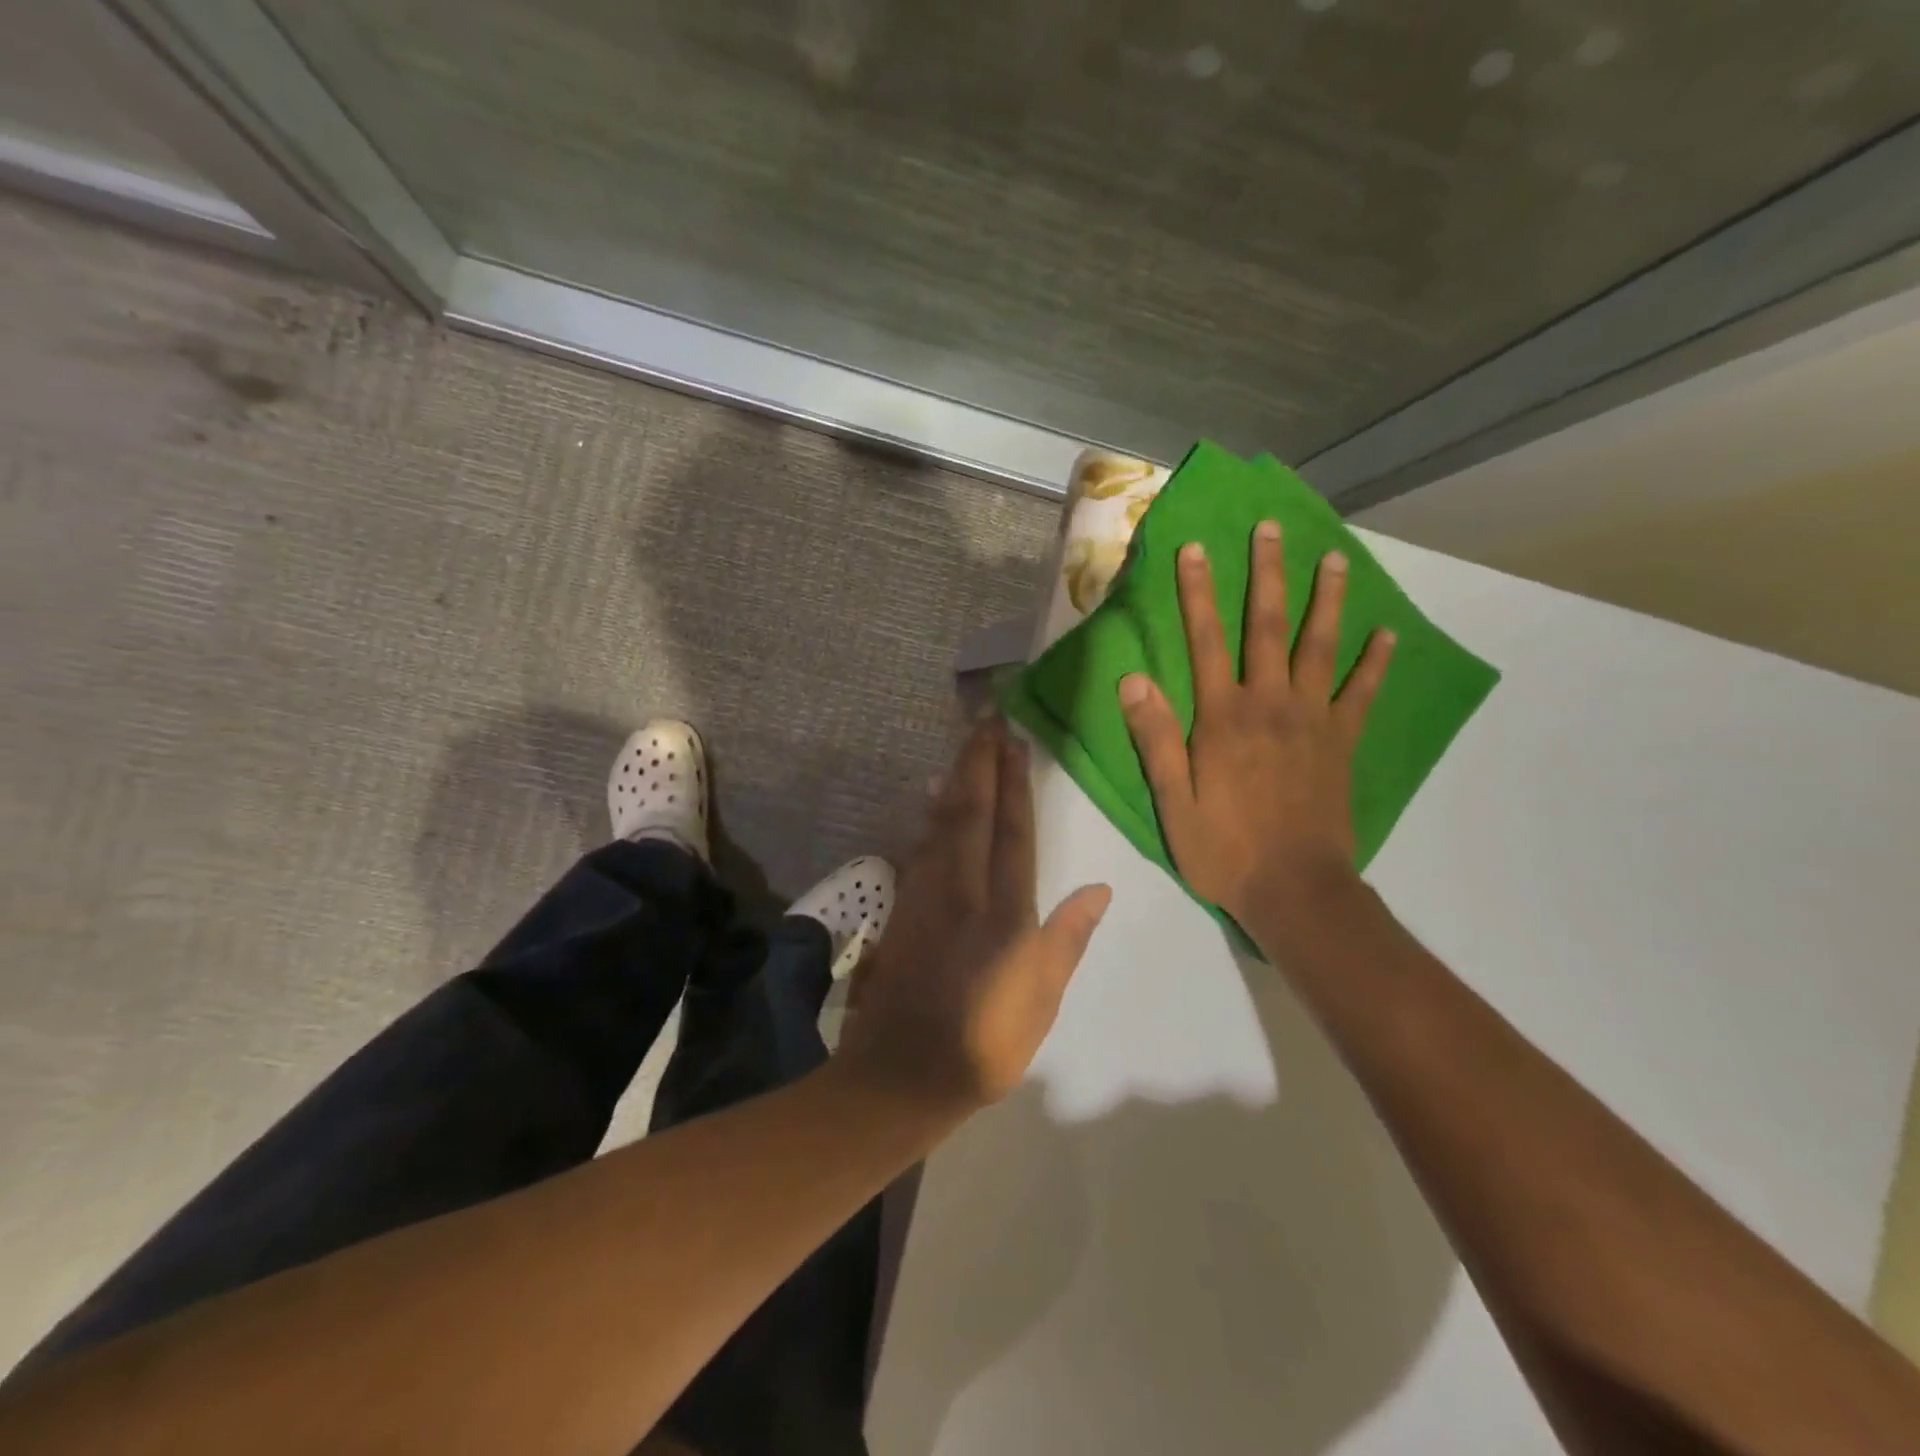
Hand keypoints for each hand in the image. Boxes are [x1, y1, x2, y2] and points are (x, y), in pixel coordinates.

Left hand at [838, 718, 1111, 1113]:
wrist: (901, 1073)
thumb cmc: (985, 1043)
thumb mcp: (1041, 1001)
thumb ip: (1066, 939)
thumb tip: (1100, 888)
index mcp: (1004, 913)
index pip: (1012, 832)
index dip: (1015, 784)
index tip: (1015, 742)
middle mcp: (963, 891)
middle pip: (971, 813)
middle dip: (980, 763)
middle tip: (987, 721)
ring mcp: (926, 896)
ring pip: (940, 823)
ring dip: (954, 780)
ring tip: (964, 747)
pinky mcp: (903, 908)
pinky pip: (919, 847)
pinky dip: (927, 816)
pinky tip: (928, 800)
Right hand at [1117, 521, 1394, 924]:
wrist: (1295, 890)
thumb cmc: (1224, 848)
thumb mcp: (1173, 802)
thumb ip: (1157, 739)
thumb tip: (1133, 681)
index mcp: (1223, 718)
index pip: (1205, 641)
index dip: (1199, 593)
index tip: (1196, 549)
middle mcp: (1270, 705)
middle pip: (1268, 628)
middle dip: (1267, 575)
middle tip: (1271, 528)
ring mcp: (1313, 721)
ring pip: (1321, 647)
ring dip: (1326, 600)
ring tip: (1334, 559)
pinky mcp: (1342, 742)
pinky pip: (1363, 693)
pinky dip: (1376, 662)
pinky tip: (1387, 634)